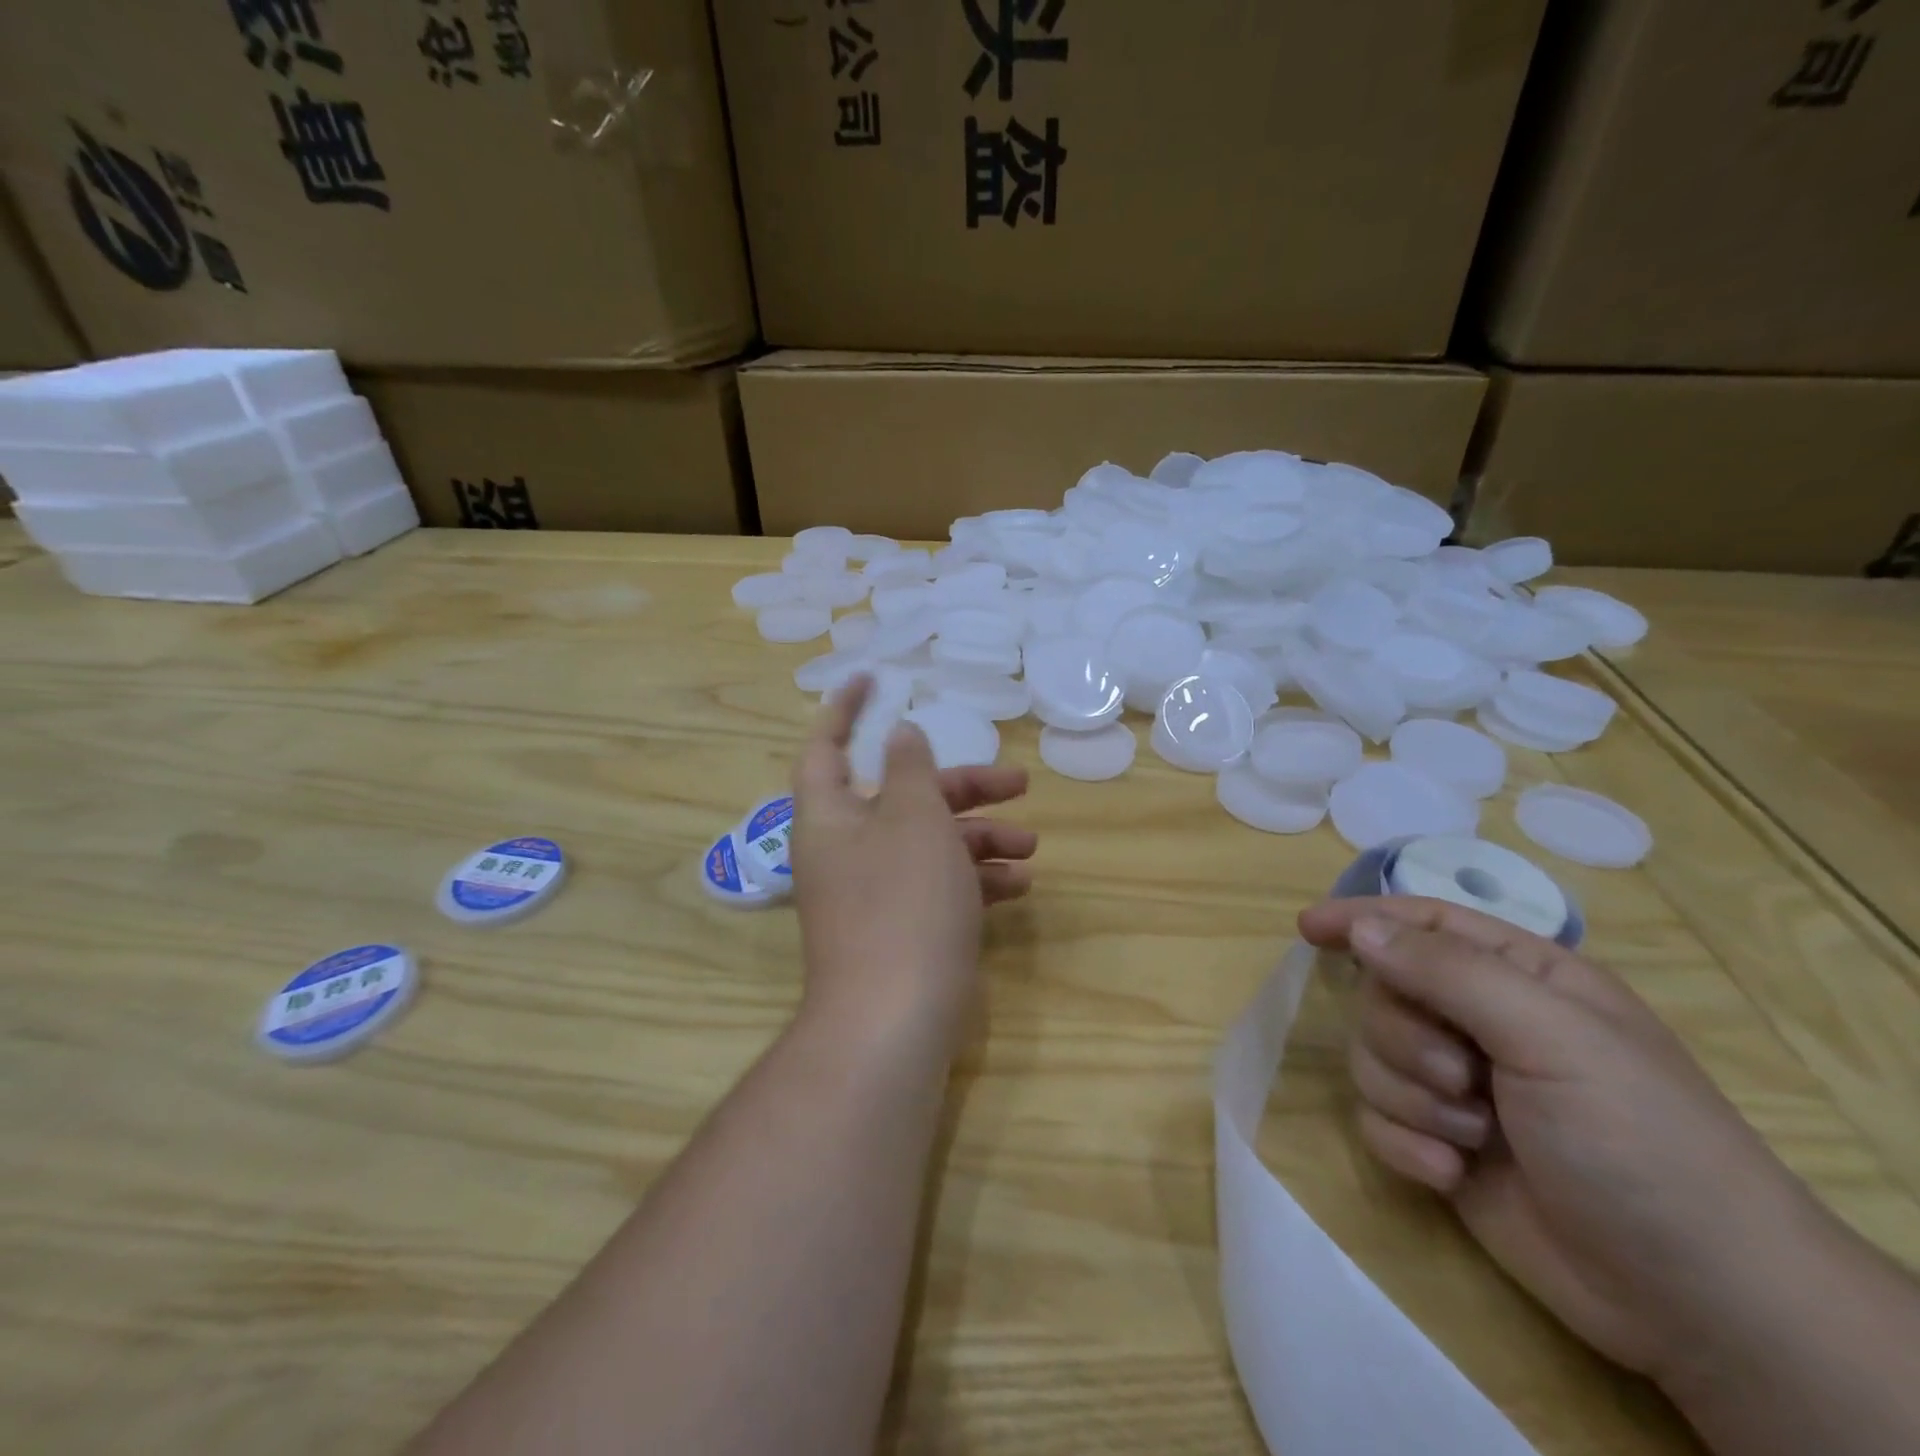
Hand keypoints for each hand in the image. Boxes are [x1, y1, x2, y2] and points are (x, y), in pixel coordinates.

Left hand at [791, 676, 1035, 1057]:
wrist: (894, 1021)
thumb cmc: (902, 903)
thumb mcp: (913, 821)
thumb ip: (910, 770)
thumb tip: (901, 733)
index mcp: (831, 817)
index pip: (827, 747)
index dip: (845, 710)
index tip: (874, 680)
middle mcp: (847, 850)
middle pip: (903, 798)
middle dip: (961, 787)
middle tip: (1016, 782)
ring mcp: (874, 894)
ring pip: (929, 843)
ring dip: (979, 837)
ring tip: (1030, 843)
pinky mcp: (902, 929)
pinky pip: (939, 887)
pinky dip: (975, 879)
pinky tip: (1018, 885)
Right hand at [1299, 896, 1818, 1386]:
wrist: (1698, 1302)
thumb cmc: (1640, 1141)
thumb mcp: (1551, 1035)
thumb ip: (1447, 972)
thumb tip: (1361, 928)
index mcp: (1520, 979)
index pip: (1422, 923)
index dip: (1363, 919)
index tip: (1308, 928)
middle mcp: (1483, 1024)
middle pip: (1385, 995)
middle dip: (1407, 1038)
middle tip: (1463, 1078)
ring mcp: (1460, 1088)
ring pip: (1373, 1057)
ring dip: (1412, 1098)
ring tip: (1474, 1138)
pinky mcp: (1441, 1145)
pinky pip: (1376, 1119)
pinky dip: (1405, 1145)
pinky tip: (1453, 1175)